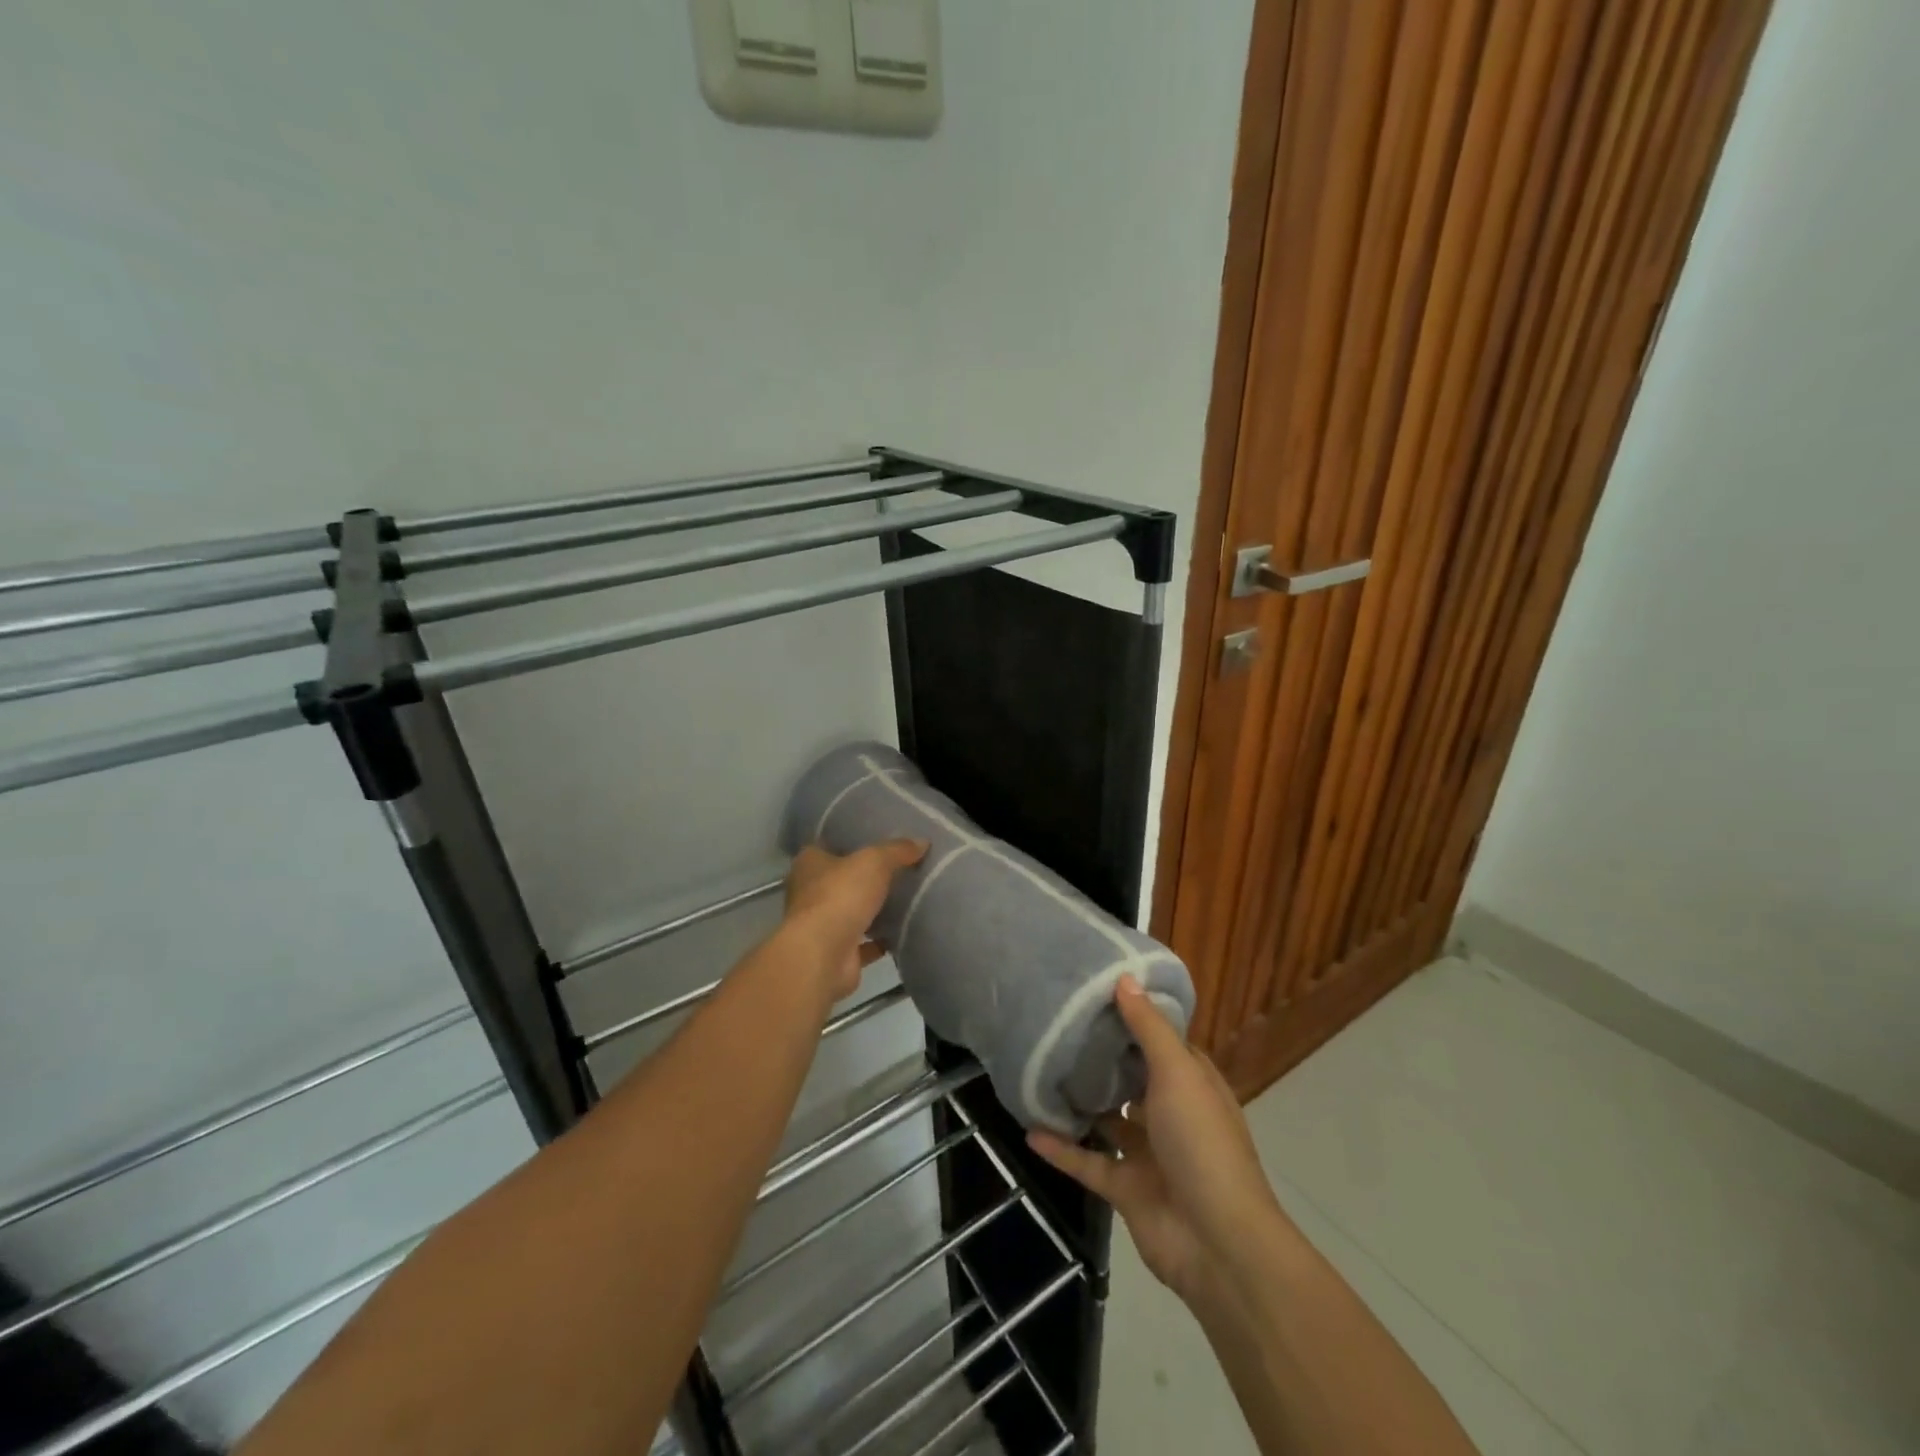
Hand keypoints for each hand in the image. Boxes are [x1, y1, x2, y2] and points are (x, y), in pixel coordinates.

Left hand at [781, 840, 927, 1000]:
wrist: (823, 956)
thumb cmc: (840, 896)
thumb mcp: (874, 861)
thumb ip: (897, 850)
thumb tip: (922, 841)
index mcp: (809, 864)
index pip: (828, 846)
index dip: (851, 842)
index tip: (877, 840)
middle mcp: (810, 893)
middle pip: (841, 880)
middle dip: (865, 878)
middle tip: (899, 869)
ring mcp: (821, 926)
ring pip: (851, 912)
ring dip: (872, 910)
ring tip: (906, 899)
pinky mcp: (837, 953)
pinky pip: (864, 944)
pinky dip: (880, 941)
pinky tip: (903, 932)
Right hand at [1028, 976, 1284, 1304]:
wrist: (1218, 1244)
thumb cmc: (1202, 1143)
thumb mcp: (1178, 1074)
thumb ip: (1148, 1028)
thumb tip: (1124, 977)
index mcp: (1193, 1085)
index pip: (1163, 1043)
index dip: (1136, 1020)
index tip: (1097, 996)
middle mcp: (1172, 1116)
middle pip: (1133, 1080)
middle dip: (1103, 1060)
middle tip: (1059, 1028)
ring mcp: (1150, 1156)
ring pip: (1109, 1123)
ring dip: (1082, 1105)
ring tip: (1042, 1074)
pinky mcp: (1127, 1191)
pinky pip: (1088, 1163)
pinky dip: (1062, 1150)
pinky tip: (1030, 1130)